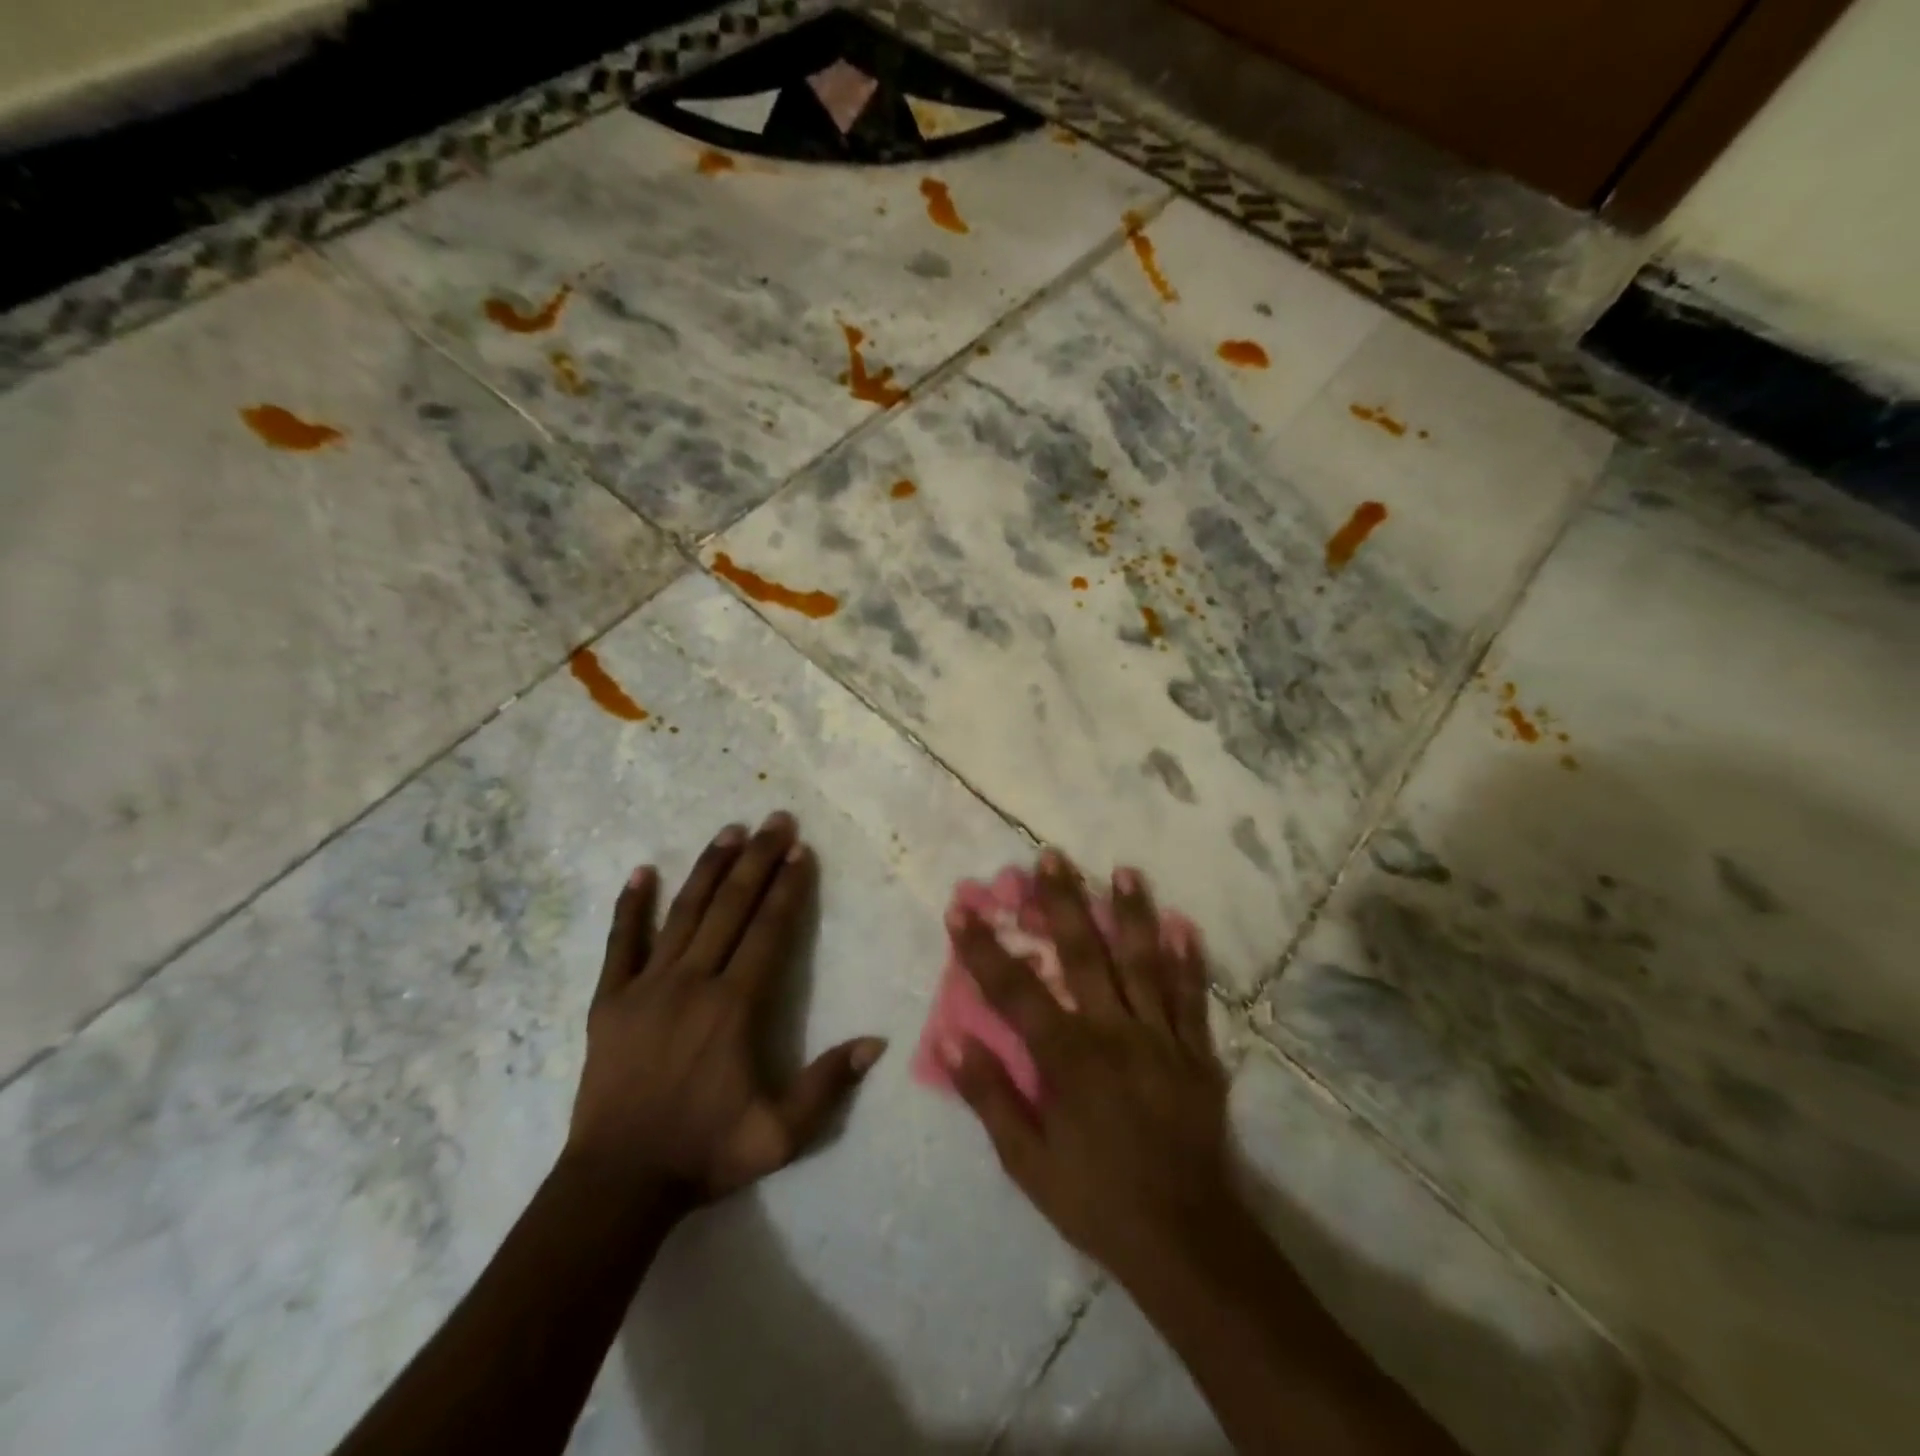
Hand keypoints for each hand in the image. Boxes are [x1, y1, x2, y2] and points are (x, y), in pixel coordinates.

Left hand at [566, 812, 885, 1207]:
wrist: (617, 1185)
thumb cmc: (704, 1153)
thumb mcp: (780, 1134)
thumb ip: (827, 1085)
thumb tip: (876, 1042)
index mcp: (734, 1007)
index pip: (768, 932)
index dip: (788, 888)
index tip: (801, 851)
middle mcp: (693, 982)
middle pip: (731, 908)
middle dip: (757, 860)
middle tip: (776, 820)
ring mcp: (647, 987)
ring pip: (683, 913)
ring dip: (709, 869)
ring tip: (730, 830)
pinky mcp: (610, 1001)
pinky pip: (620, 944)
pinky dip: (630, 907)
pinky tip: (641, 872)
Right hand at [942, 852, 1236, 1281]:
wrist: (1185, 1240)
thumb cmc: (1096, 1199)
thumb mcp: (1027, 1162)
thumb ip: (990, 1095)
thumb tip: (951, 1038)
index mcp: (1069, 1057)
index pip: (1015, 990)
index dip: (983, 947)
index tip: (961, 907)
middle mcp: (1114, 1032)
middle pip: (1084, 954)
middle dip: (1063, 902)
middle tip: (1051, 857)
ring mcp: (1161, 1038)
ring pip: (1143, 963)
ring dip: (1132, 913)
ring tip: (1125, 870)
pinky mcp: (1196, 1054)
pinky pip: (1192, 998)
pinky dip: (1188, 960)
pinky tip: (1184, 925)